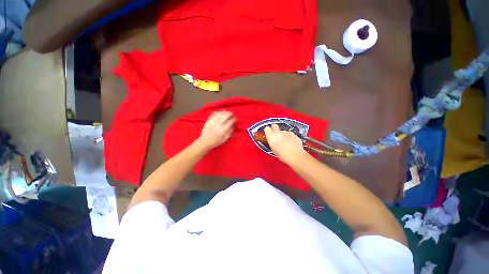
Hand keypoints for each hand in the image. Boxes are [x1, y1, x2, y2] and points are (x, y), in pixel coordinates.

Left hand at [197, 111, 235, 149]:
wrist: (205, 141)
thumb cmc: (216, 141)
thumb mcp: (225, 139)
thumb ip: (230, 132)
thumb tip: (233, 126)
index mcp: (223, 130)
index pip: (230, 121)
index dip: (234, 119)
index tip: (236, 119)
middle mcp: (218, 124)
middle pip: (226, 115)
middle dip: (230, 114)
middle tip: (232, 114)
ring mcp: (213, 121)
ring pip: (220, 113)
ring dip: (225, 112)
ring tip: (227, 113)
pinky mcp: (208, 120)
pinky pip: (214, 113)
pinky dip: (218, 112)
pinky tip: (220, 113)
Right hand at [264, 124, 307, 164]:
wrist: (296, 156)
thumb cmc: (283, 155)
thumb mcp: (273, 149)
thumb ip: (272, 142)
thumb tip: (273, 140)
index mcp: (271, 137)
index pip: (267, 129)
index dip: (268, 131)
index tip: (269, 134)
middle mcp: (278, 133)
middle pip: (274, 126)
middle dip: (275, 128)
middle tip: (276, 135)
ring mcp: (286, 132)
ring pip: (283, 131)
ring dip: (283, 135)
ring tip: (286, 142)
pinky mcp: (293, 134)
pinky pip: (289, 134)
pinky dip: (290, 137)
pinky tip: (291, 143)